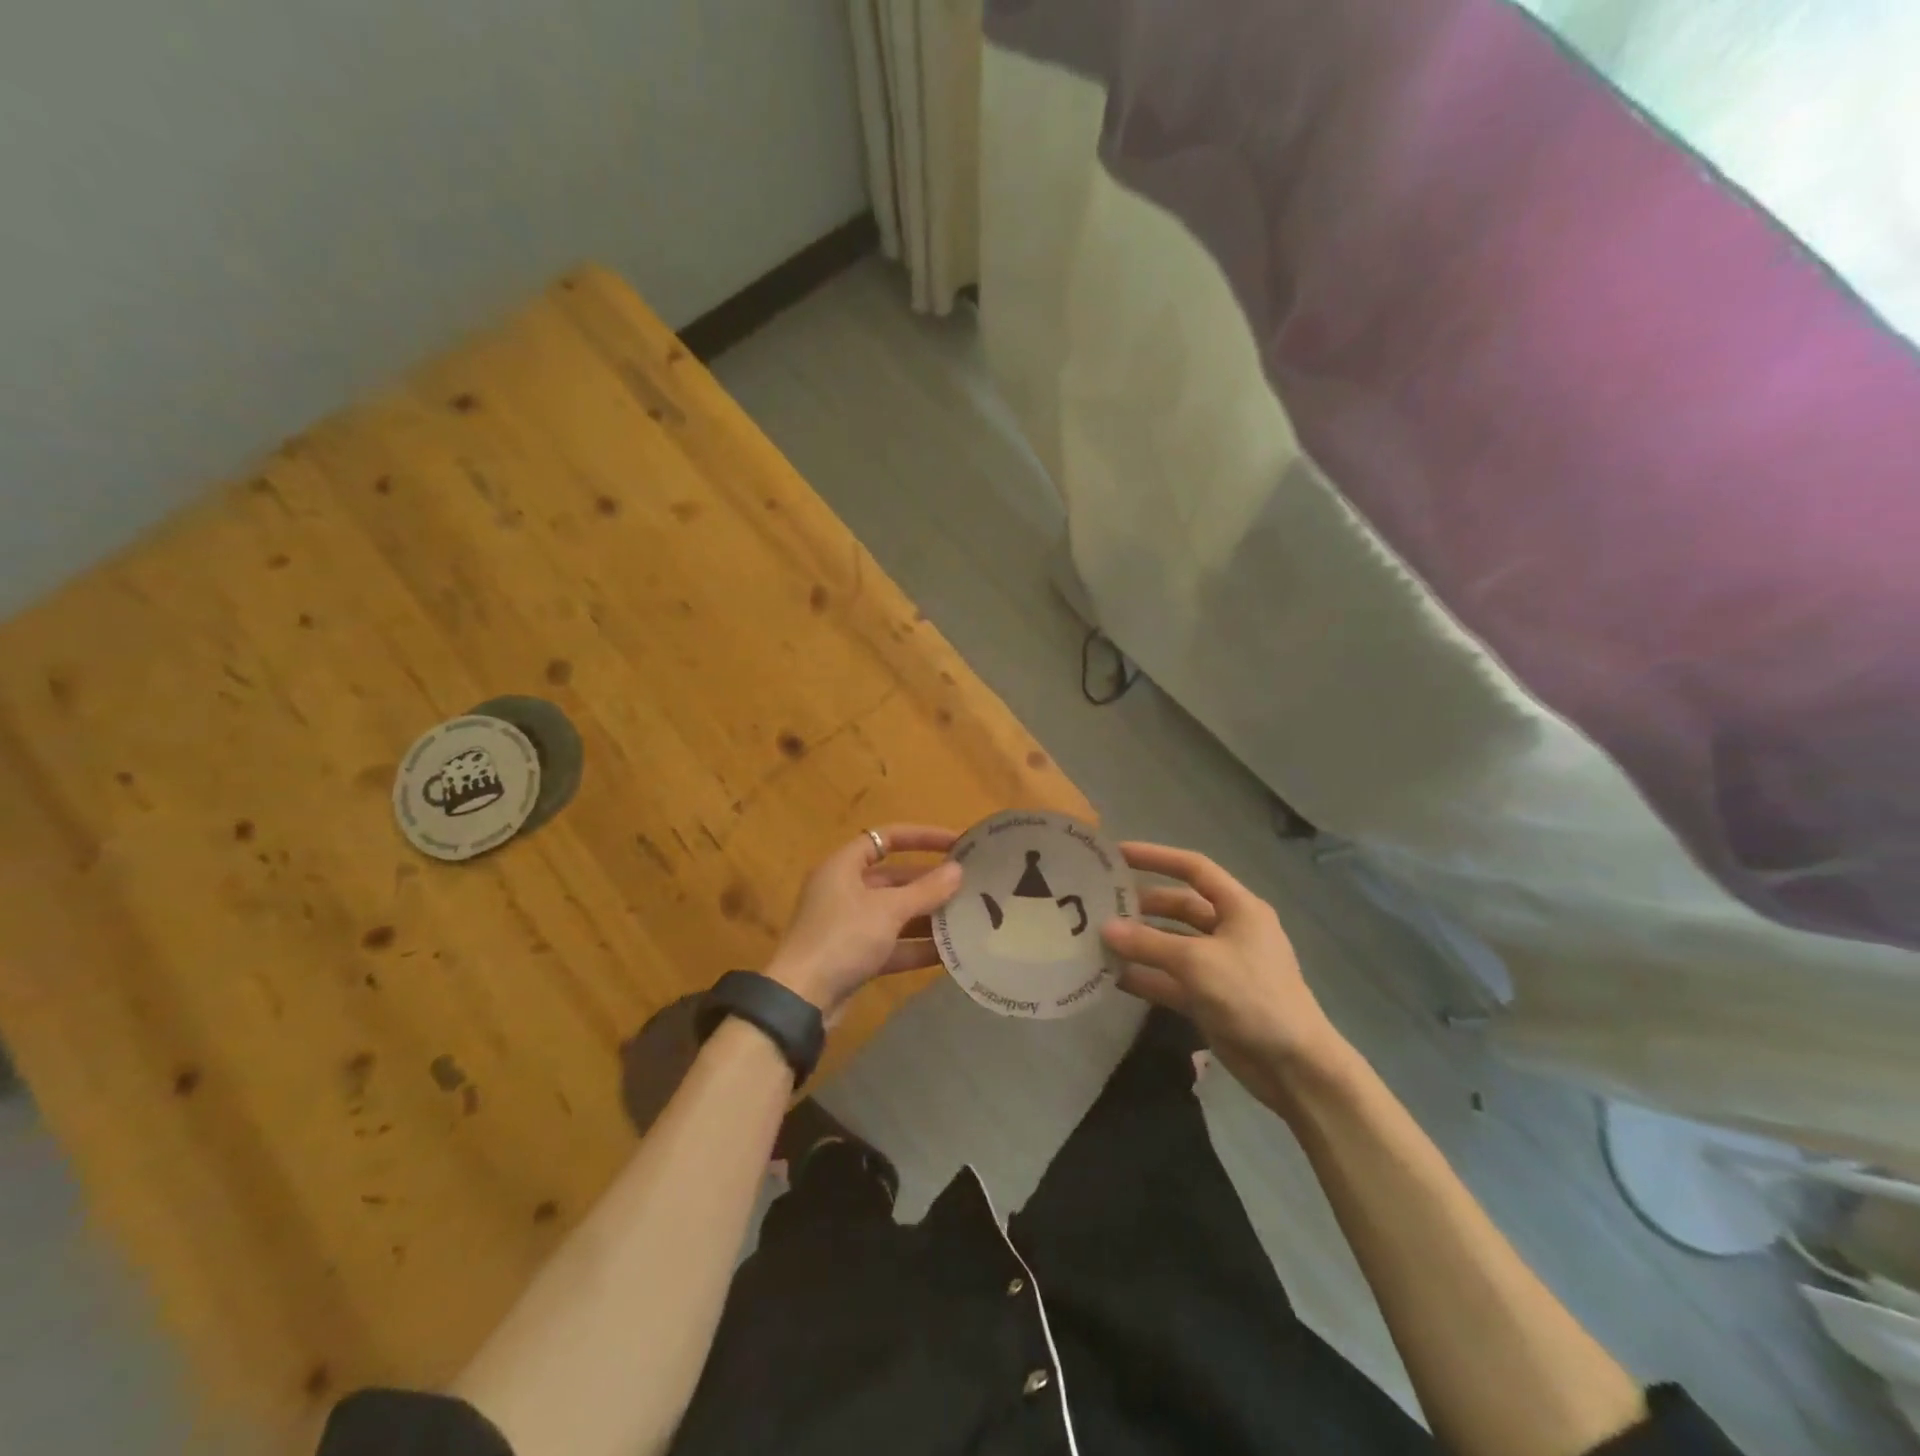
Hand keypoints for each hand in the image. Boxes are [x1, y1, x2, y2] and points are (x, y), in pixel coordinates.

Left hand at [765, 824, 962, 1018]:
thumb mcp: (888, 910)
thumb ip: (926, 890)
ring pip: (895, 913)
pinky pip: (892, 944)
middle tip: (969, 885)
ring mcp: (848, 925)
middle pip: (894, 878)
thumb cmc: (843, 939)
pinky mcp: (854, 957)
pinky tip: (951, 953)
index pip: (886, 838)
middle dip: (930, 882)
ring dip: (927, 916)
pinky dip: (916, 946)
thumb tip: (958, 870)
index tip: (956, 843)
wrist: (802, 1000)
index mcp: (843, 867)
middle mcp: (844, 890)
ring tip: (968, 917)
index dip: (921, 836)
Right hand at [1101, 841, 1353, 1110]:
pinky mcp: (1210, 998)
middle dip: (1141, 905)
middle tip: (1098, 904)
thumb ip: (1148, 943)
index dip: (1156, 857)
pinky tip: (1111, 977)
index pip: (1194, 868)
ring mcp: (1219, 966)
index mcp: (1239, 908)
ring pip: (1171, 944)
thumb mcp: (1197, 962)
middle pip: (1178, 907)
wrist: (1294, 1067)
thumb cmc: (1252, 996)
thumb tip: (1105, 929)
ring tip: (1097, 939)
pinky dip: (1145, 977)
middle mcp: (1229, 930)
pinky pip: (1170, 979)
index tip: (1117, 854)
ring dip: (1138, 943)